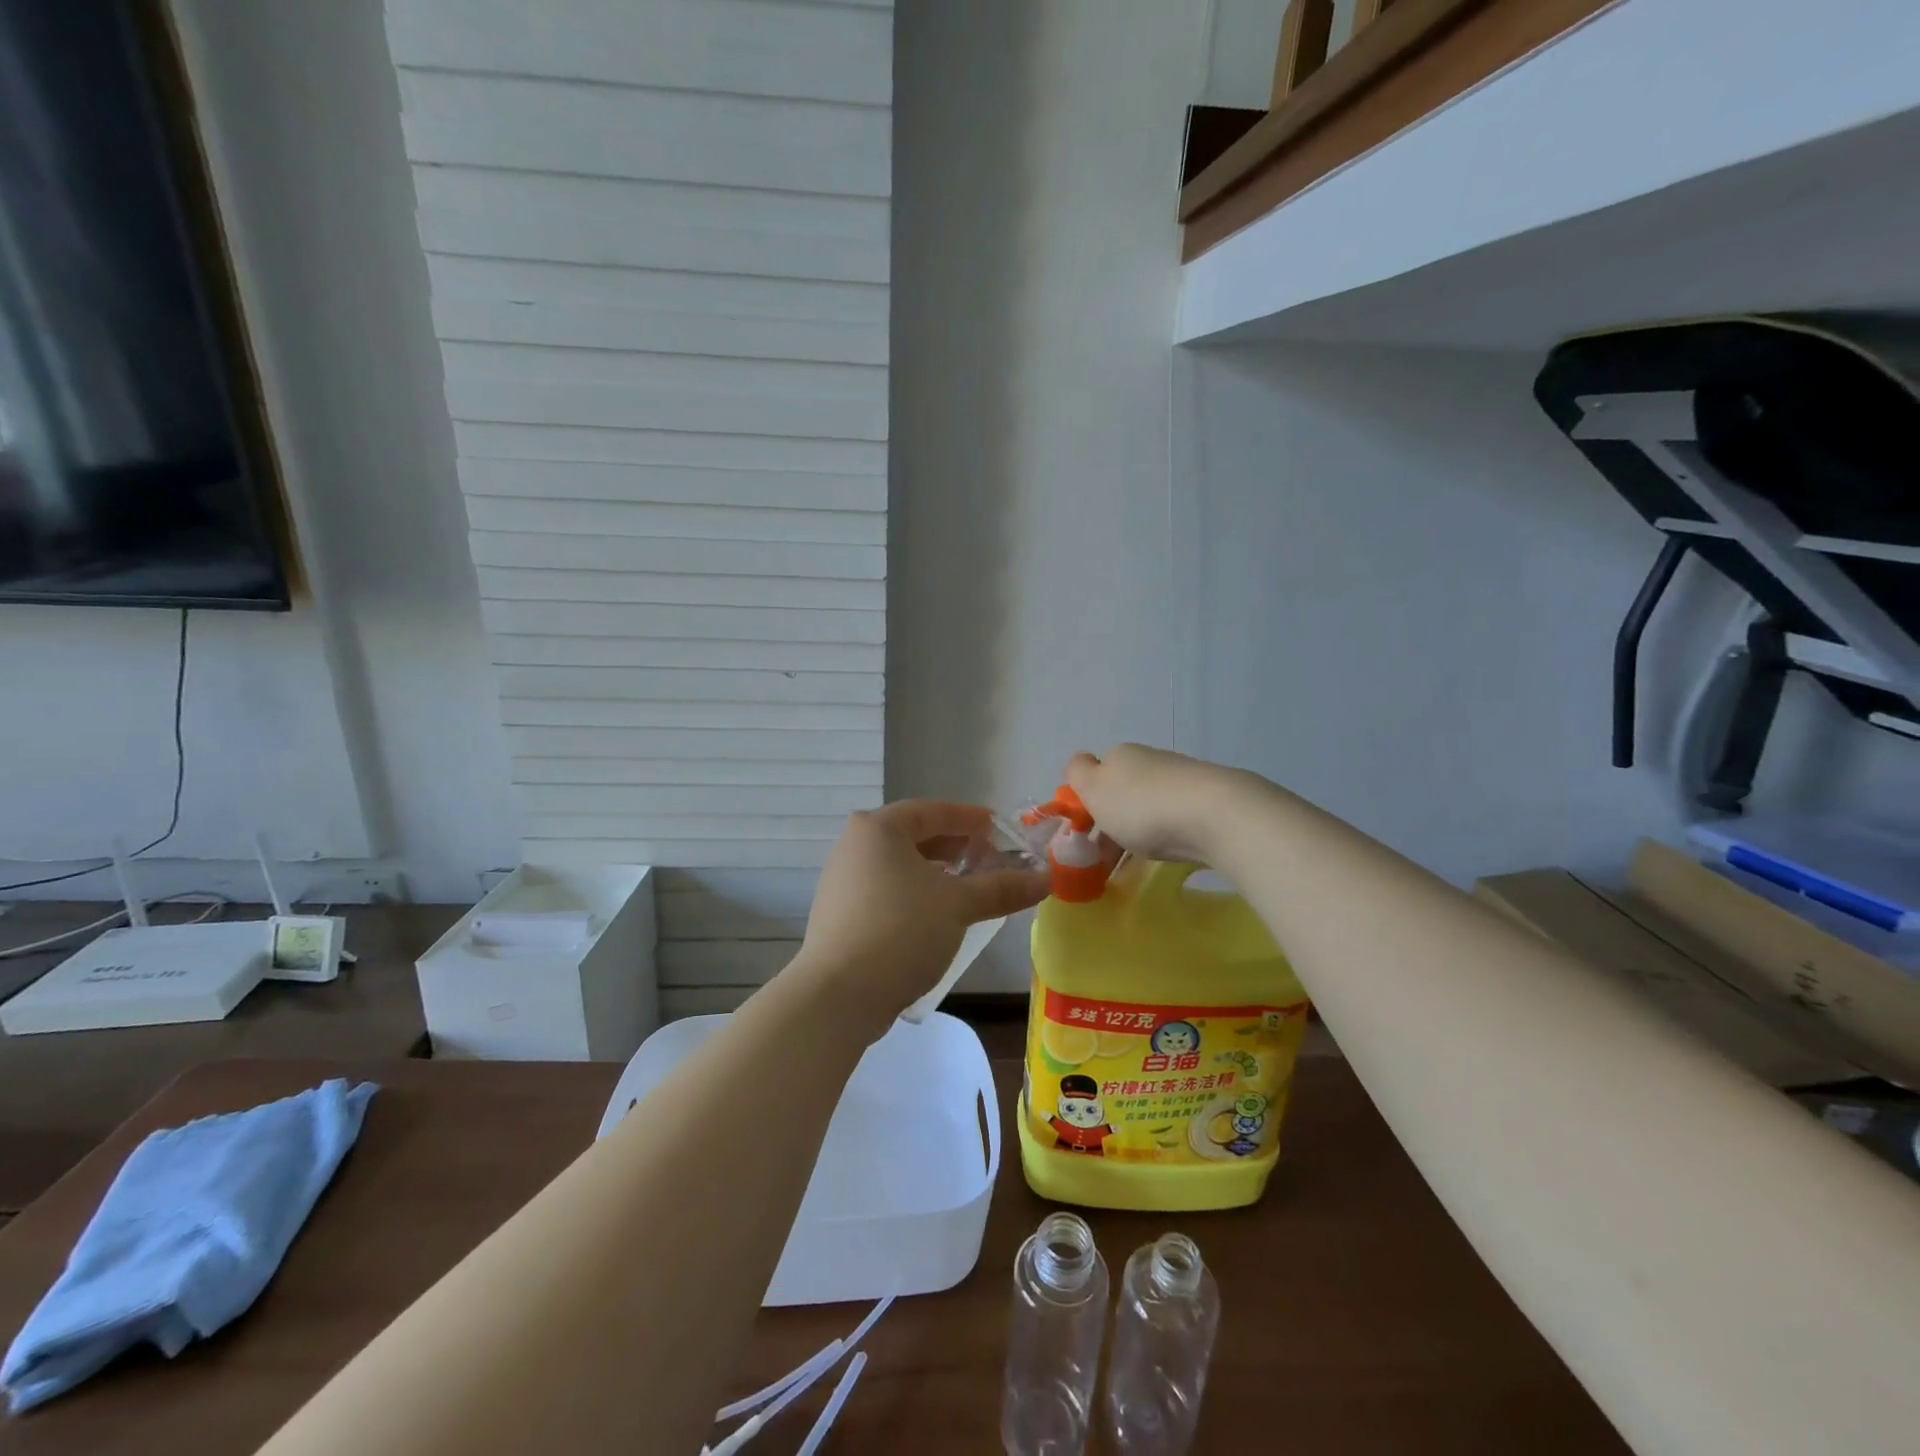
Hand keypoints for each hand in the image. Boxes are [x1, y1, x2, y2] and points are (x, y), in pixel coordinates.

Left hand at [794, 801, 1050, 1031]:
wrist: (839, 995)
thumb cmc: (901, 931)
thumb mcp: (958, 905)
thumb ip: (1002, 887)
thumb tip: (1046, 878)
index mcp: (879, 828)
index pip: (932, 810)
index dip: (969, 818)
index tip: (998, 827)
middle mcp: (854, 845)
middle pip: (914, 836)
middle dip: (955, 846)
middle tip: (990, 858)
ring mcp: (842, 880)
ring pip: (900, 865)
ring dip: (937, 872)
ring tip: (969, 887)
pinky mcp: (840, 913)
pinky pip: (886, 889)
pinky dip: (915, 893)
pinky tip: (936, 914)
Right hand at [1065, 744, 1257, 863]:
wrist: (1215, 815)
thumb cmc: (1142, 806)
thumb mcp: (1095, 789)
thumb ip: (1078, 774)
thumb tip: (1081, 764)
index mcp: (1120, 755)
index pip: (1094, 772)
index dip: (1087, 801)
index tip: (1086, 832)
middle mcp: (1150, 760)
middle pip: (1122, 790)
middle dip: (1113, 819)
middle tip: (1108, 856)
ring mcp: (1181, 778)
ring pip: (1149, 804)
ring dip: (1139, 828)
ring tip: (1137, 861)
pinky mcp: (1208, 800)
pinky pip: (1175, 817)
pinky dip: (1166, 833)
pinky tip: (1169, 848)